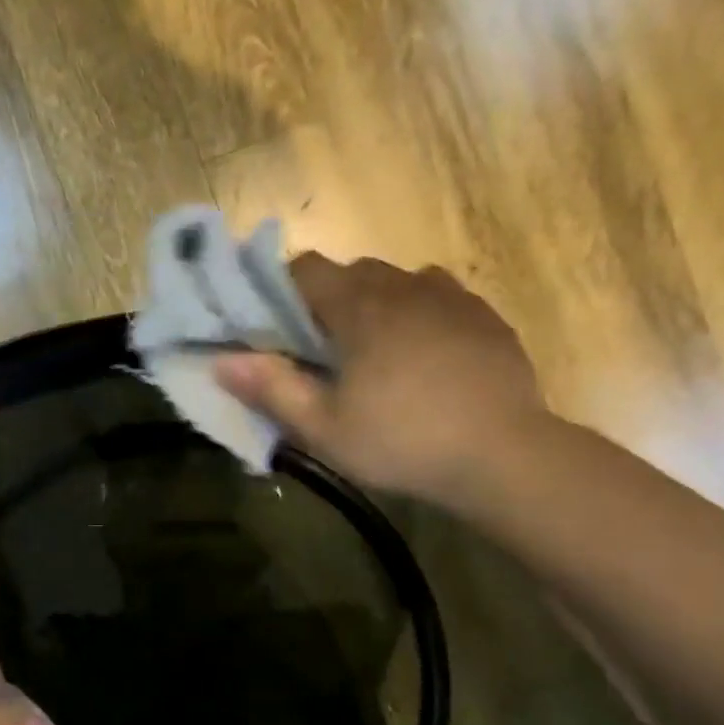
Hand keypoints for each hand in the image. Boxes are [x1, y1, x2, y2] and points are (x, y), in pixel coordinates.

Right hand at [215, 255, 546, 506]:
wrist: (501, 454)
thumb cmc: (401, 442)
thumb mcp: (325, 428)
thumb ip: (272, 390)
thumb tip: (222, 361)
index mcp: (360, 308)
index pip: (307, 270)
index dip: (284, 291)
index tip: (279, 329)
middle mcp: (405, 286)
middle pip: (354, 273)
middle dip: (331, 302)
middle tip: (325, 352)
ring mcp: (452, 298)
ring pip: (400, 283)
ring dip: (378, 306)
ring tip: (377, 355)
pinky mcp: (486, 317)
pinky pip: (441, 299)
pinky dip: (421, 316)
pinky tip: (425, 357)